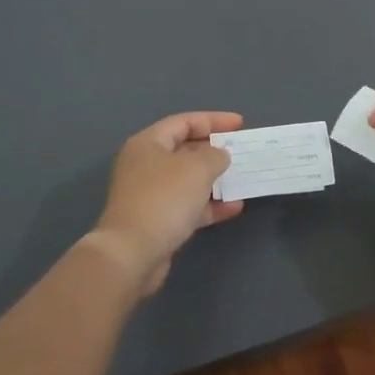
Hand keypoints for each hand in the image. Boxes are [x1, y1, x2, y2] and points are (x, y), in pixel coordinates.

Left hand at [86, 111, 244, 294]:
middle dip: (215, 151)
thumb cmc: (164, 199)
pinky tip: (234, 207)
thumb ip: (215, 155)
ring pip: (189, 180)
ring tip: (243, 178)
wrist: (132, 254)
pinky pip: (188, 205)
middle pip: (185, 150)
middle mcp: (146, 165)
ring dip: (215, 179)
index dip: (214, 120)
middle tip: (242, 151)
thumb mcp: (197, 168)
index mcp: (148, 143)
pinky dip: (210, 205)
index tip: (240, 125)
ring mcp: (150, 194)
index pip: (184, 122)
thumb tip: (220, 155)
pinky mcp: (157, 221)